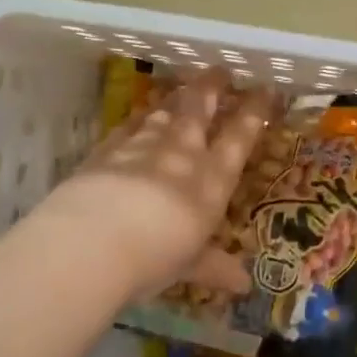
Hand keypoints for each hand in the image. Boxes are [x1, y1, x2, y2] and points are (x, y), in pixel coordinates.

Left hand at [35, 72, 271, 302]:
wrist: (92, 242)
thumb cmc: (154, 258)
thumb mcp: (188, 266)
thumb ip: (213, 267)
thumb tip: (244, 284)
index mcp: (211, 182)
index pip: (239, 138)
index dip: (254, 113)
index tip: (265, 91)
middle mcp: (181, 155)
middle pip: (199, 110)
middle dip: (212, 88)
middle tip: (219, 71)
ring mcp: (142, 147)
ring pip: (163, 113)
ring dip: (175, 100)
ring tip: (182, 90)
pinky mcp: (106, 150)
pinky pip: (129, 127)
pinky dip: (138, 120)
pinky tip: (139, 117)